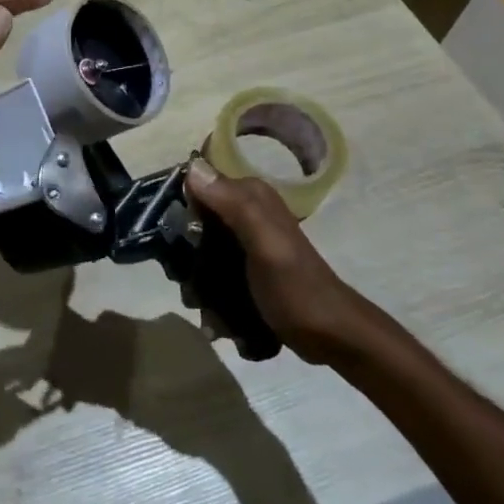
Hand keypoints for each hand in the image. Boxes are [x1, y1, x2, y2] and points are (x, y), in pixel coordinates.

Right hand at [184, 158, 367, 364]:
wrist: (333, 336)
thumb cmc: (297, 288)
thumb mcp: (265, 245)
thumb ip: (233, 205)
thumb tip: (192, 167)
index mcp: (250, 196)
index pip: (197, 182)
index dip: (178, 205)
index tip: (171, 238)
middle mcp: (245, 211)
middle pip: (193, 220)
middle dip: (184, 253)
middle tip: (189, 282)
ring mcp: (245, 240)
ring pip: (199, 249)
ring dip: (196, 281)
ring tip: (204, 308)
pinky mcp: (245, 267)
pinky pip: (213, 271)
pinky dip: (210, 295)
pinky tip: (215, 318)